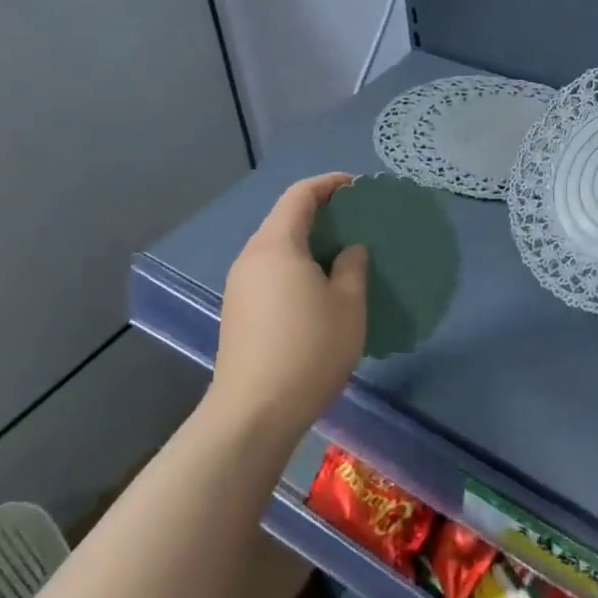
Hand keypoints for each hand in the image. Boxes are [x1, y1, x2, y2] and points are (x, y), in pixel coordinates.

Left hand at [213, 173, 368, 441]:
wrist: (253, 414)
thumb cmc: (309, 350)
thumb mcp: (348, 305)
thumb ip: (352, 267)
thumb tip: (350, 249)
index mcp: (276, 245)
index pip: (300, 195)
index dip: (330, 184)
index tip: (359, 188)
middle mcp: (251, 258)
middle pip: (285, 218)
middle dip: (321, 212)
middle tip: (357, 221)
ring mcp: (240, 286)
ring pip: (277, 247)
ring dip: (308, 242)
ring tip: (342, 254)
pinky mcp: (238, 312)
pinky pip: (270, 271)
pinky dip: (296, 265)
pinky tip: (318, 288)